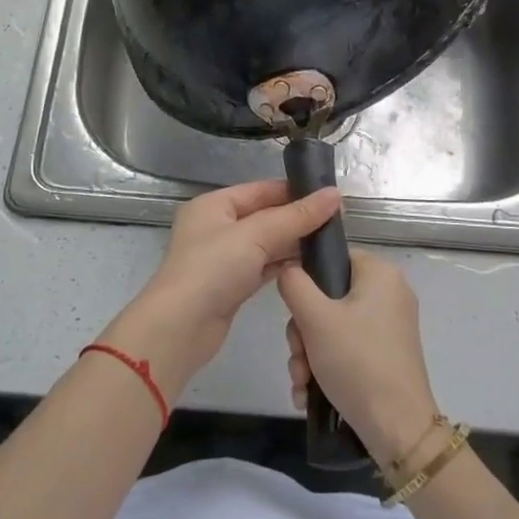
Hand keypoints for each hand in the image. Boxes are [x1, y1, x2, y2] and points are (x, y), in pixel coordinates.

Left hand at [101, 180, 341, 401]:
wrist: (180, 328)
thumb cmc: (213, 269)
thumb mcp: (255, 235)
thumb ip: (296, 216)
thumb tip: (335, 194)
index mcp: (214, 205)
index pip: (260, 190)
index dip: (294, 191)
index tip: (331, 197)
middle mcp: (216, 227)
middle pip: (264, 216)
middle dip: (297, 218)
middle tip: (338, 221)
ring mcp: (223, 258)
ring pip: (265, 243)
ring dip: (293, 243)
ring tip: (331, 242)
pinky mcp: (231, 285)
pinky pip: (263, 266)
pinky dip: (283, 265)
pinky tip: (309, 267)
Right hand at [278, 249, 440, 466]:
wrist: (397, 429)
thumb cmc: (357, 362)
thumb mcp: (314, 318)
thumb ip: (294, 284)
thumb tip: (288, 270)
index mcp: (380, 273)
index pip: (332, 257)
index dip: (306, 280)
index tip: (292, 311)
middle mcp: (389, 293)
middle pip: (328, 297)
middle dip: (303, 332)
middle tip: (298, 357)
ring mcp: (389, 326)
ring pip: (332, 326)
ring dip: (309, 355)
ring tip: (302, 383)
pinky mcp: (386, 354)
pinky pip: (347, 348)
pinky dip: (326, 367)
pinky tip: (310, 394)